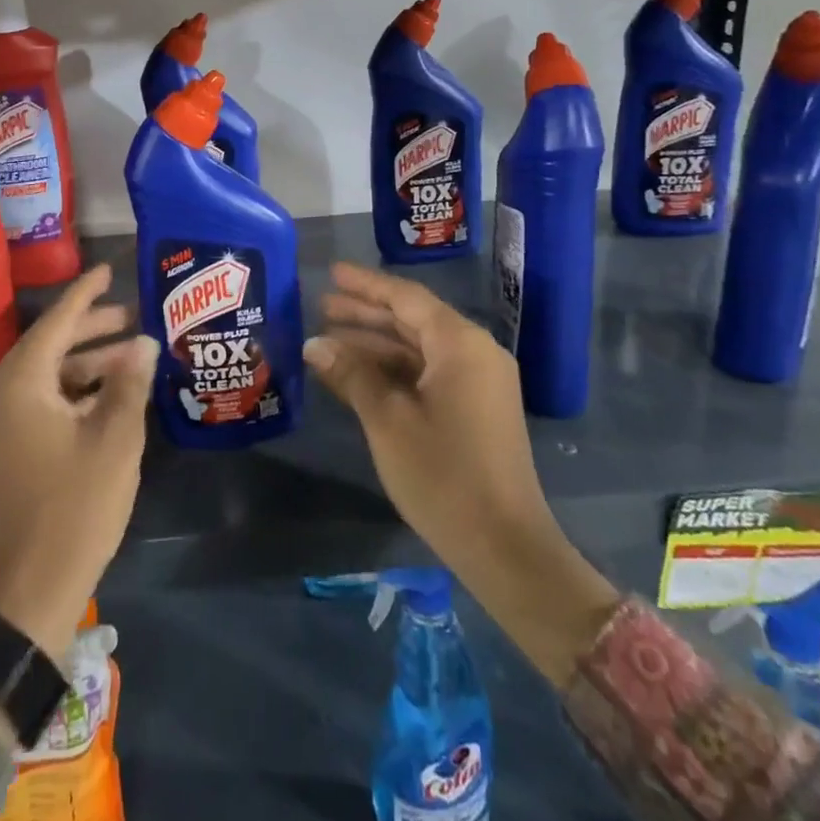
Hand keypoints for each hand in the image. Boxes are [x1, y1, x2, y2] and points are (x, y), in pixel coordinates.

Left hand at [0, 263, 157, 661]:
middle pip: (49, 347)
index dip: (85, 294)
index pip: (56, 322)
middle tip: (131, 315)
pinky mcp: (2, 455)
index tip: (108, 270)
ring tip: (130, 358)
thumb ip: (129, 384)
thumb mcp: (114, 440)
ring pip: (45, 378)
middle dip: (91, 329)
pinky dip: (72, 394)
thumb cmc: (74, 508)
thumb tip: (144, 342)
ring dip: (86, 365)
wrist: (26, 594)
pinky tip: (107, 398)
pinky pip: (39, 405)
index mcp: (20, 385)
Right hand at [304, 262, 616, 681]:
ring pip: (420, 348)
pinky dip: (395, 370)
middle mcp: (475, 353)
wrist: (505, 547)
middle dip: (366, 313)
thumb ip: (351, 374)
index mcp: (460, 344)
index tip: (332, 272)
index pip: (406, 298)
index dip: (366, 285)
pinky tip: (359, 375)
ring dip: (377, 343)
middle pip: (413, 319)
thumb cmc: (443, 475)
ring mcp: (479, 382)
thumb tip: (314, 344)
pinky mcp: (477, 408)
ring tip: (329, 338)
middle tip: (321, 305)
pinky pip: (430, 372)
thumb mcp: (387, 420)